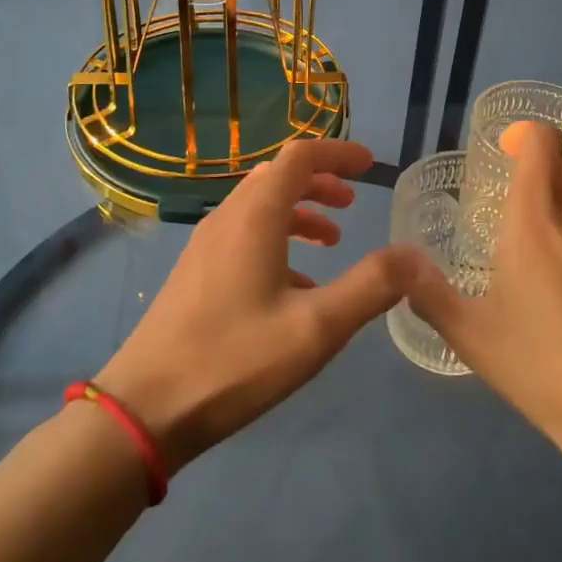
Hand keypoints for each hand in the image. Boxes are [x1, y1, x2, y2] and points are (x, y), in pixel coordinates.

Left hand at [96, 139, 436, 471]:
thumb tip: (414, 255)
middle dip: (319, 181)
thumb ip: (370, 287)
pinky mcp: (195, 272)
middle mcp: (227, 218)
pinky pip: (243, 235)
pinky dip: (277, 240)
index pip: (300, 157)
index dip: (338, 153)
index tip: (370, 165)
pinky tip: (296, 286)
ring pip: (258, 206)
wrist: (146, 408)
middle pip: (277, 176)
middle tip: (353, 202)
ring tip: (332, 240)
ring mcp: (205, 245)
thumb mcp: (316, 328)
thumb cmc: (235, 360)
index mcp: (255, 217)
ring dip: (299, 211)